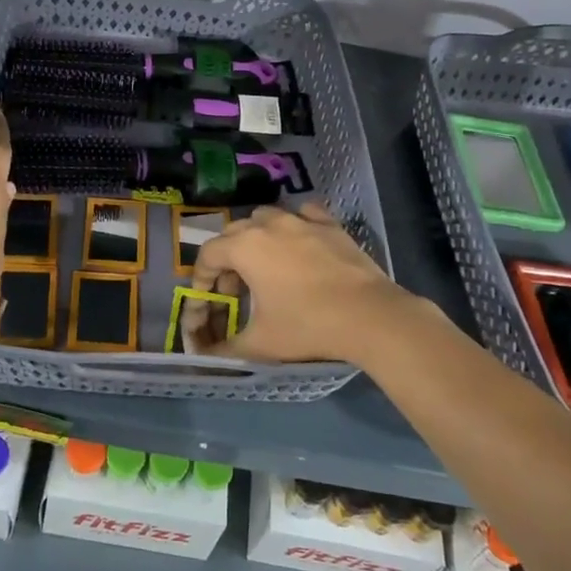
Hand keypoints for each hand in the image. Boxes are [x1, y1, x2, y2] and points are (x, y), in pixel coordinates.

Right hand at [182, 203, 429, 366]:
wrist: (369, 315)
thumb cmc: (307, 325)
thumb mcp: (261, 343)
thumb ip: (225, 349)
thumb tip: (203, 356)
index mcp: (245, 247)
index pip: (208, 254)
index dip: (201, 277)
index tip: (208, 299)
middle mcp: (268, 224)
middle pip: (234, 232)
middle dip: (227, 258)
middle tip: (235, 289)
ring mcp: (301, 220)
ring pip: (266, 217)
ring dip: (257, 237)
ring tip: (265, 265)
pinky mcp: (329, 224)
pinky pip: (302, 214)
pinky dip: (294, 225)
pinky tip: (299, 243)